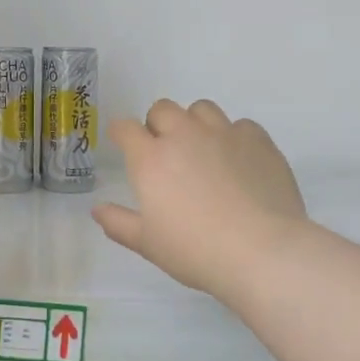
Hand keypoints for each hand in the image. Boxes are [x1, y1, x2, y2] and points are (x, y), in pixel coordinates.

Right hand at [93, 99, 306, 299]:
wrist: (261, 251)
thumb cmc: (195, 251)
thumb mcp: (148, 244)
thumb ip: (118, 223)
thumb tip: (98, 209)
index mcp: (151, 158)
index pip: (125, 127)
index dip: (121, 133)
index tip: (123, 143)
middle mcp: (184, 135)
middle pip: (162, 109)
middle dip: (158, 124)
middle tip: (165, 153)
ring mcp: (224, 133)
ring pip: (202, 109)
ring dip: (195, 123)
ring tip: (202, 150)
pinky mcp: (258, 140)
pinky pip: (240, 126)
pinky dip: (234, 137)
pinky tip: (239, 162)